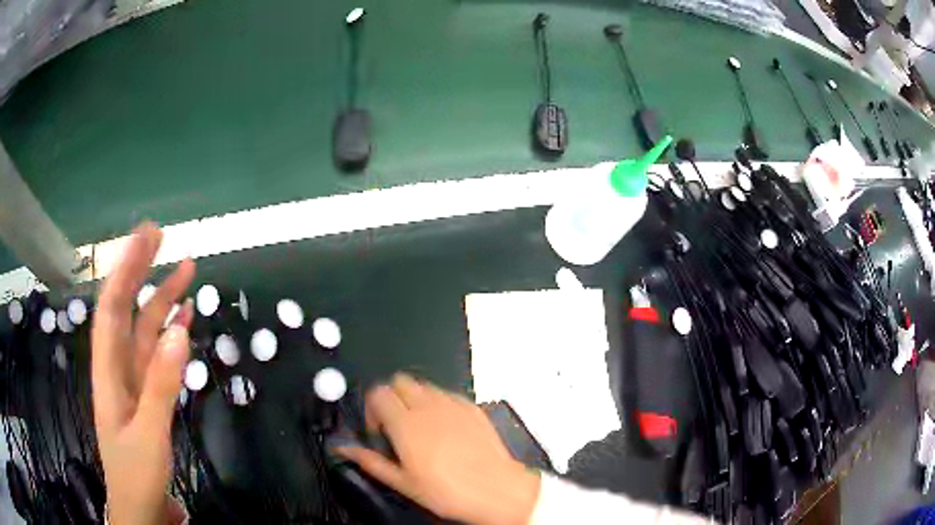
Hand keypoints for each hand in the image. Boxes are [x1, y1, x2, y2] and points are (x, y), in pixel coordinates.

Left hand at [92, 222, 194, 524]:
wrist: (139, 505)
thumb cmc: (137, 472)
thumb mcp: (148, 434)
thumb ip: (160, 385)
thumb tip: (179, 330)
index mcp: (108, 370)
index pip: (112, 306)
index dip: (126, 268)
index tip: (146, 237)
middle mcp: (117, 364)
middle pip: (126, 307)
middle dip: (140, 269)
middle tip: (162, 235)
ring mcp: (133, 377)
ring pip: (144, 327)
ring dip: (161, 297)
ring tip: (185, 267)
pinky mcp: (146, 391)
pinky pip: (157, 352)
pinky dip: (170, 330)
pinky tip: (184, 316)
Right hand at [337, 374, 540, 524]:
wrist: (496, 490)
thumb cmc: (449, 492)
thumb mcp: (403, 483)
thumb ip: (370, 461)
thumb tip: (345, 450)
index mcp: (406, 425)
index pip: (378, 393)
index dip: (372, 408)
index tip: (378, 428)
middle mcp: (428, 408)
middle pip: (399, 381)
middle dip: (392, 396)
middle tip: (395, 422)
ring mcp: (452, 405)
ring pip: (423, 385)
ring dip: (415, 398)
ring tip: (420, 426)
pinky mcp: (472, 408)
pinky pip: (447, 394)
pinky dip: (439, 403)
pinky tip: (444, 426)